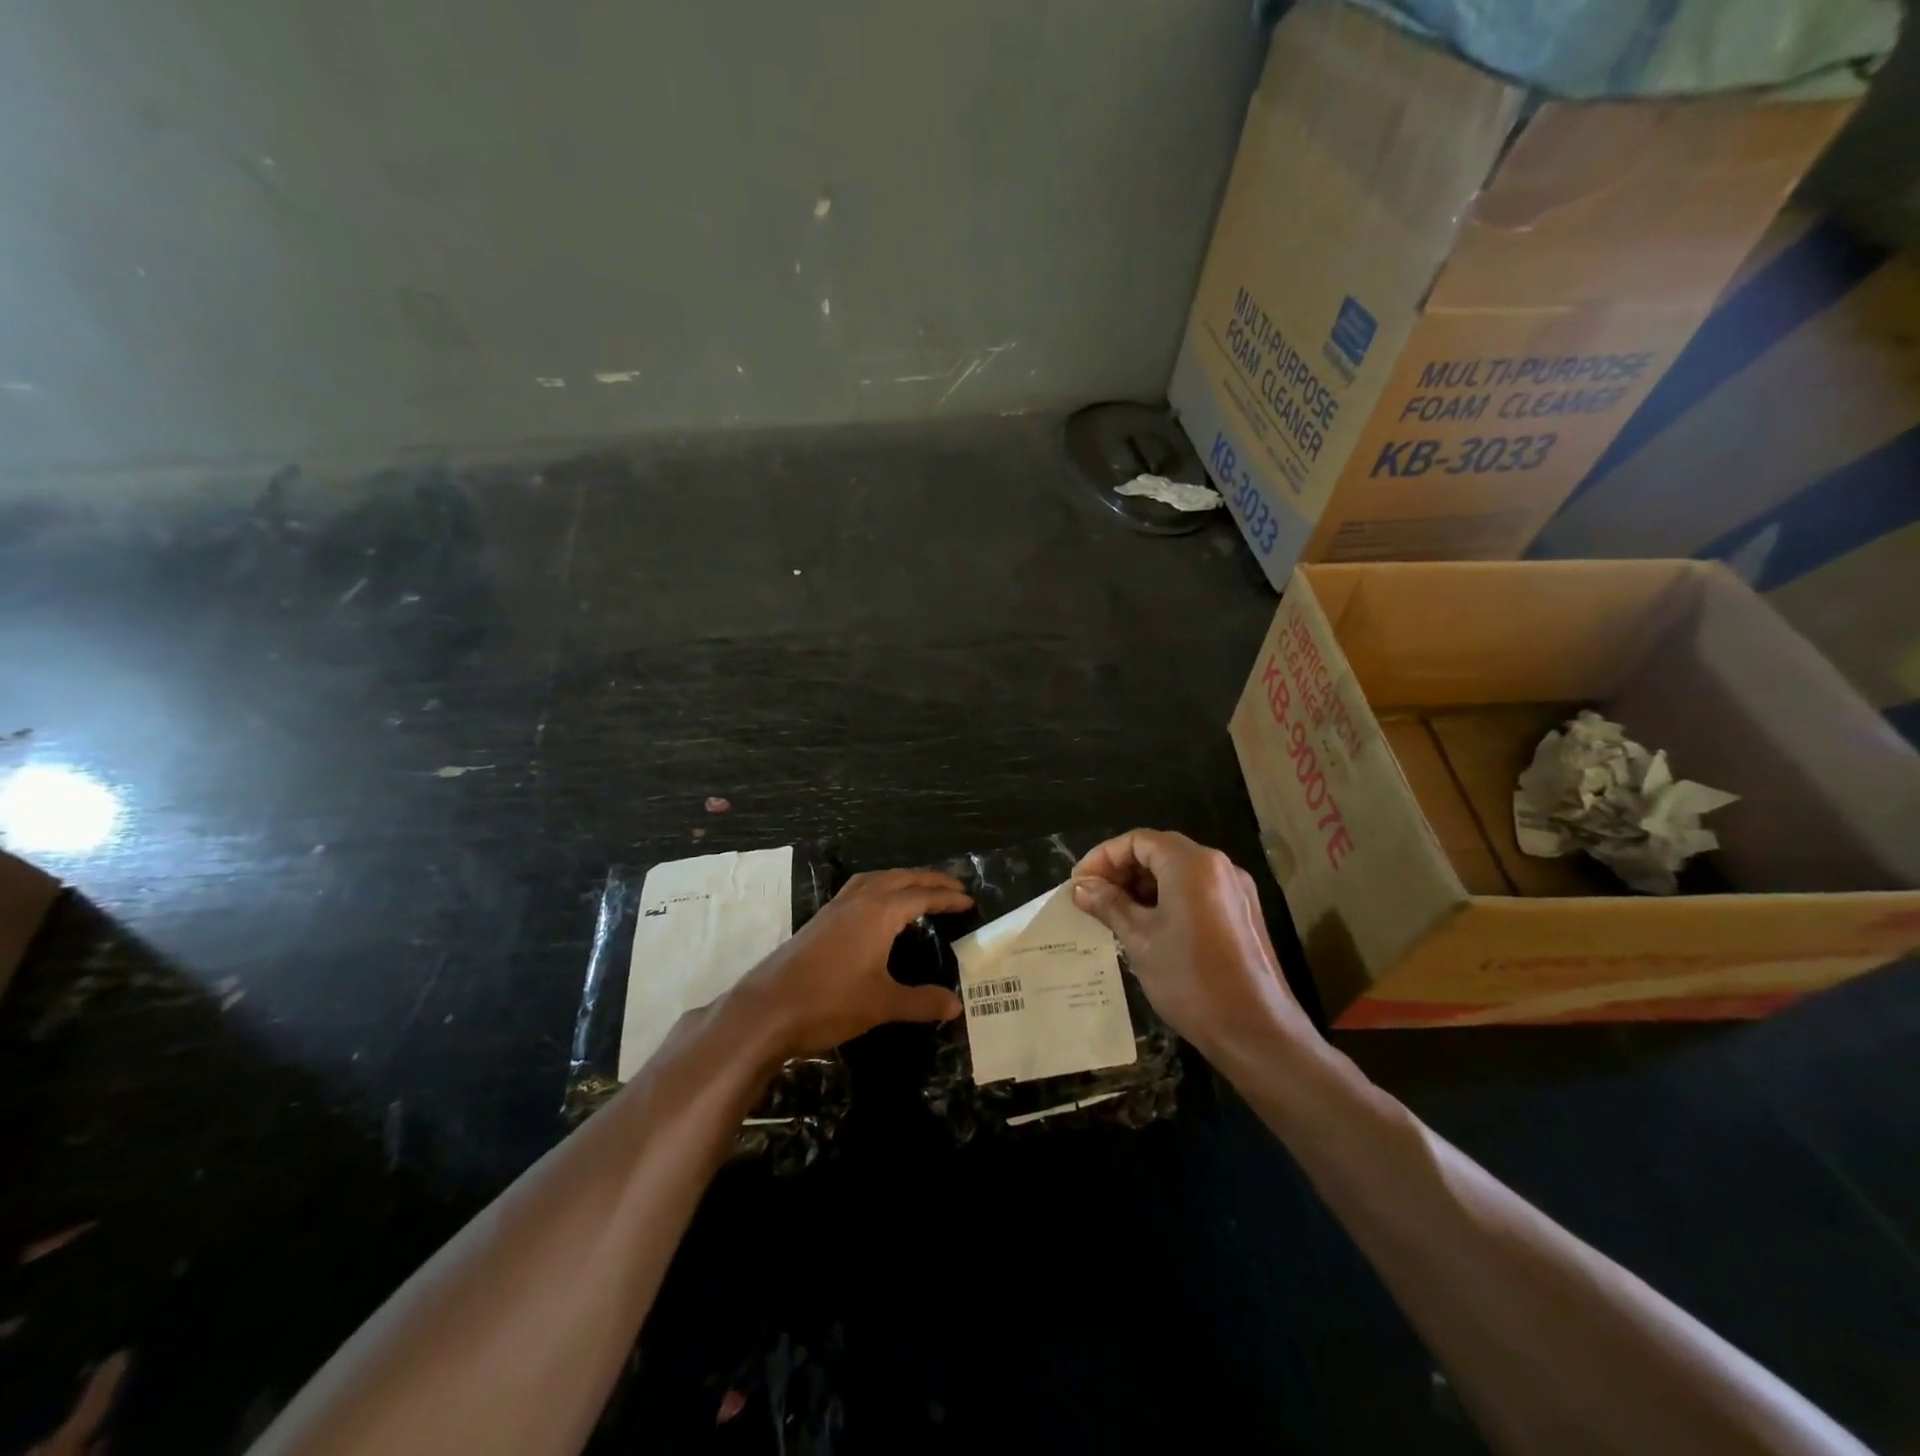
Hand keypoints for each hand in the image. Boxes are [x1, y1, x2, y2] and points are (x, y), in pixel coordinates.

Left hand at [729, 869, 971, 1059]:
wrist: (767, 1010)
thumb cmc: (830, 1002)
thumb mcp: (882, 1004)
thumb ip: (921, 1002)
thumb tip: (955, 1005)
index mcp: (878, 912)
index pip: (921, 895)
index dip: (947, 897)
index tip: (969, 900)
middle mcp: (858, 901)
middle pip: (900, 878)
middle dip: (928, 880)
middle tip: (953, 888)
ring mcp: (834, 908)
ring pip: (875, 879)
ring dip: (900, 879)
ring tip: (918, 889)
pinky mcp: (819, 921)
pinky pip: (857, 890)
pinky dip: (878, 888)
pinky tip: (877, 908)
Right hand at [1071, 830, 1312, 1057]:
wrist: (1256, 1032)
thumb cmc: (1190, 979)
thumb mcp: (1140, 939)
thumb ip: (1108, 905)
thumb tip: (1081, 887)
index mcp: (1192, 864)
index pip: (1137, 841)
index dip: (1103, 857)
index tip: (1079, 884)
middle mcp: (1218, 865)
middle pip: (1159, 851)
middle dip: (1122, 870)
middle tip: (1092, 898)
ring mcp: (1236, 889)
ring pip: (1178, 872)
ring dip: (1143, 886)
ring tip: (1114, 914)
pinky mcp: (1243, 913)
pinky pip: (1197, 891)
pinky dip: (1167, 898)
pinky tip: (1148, 927)